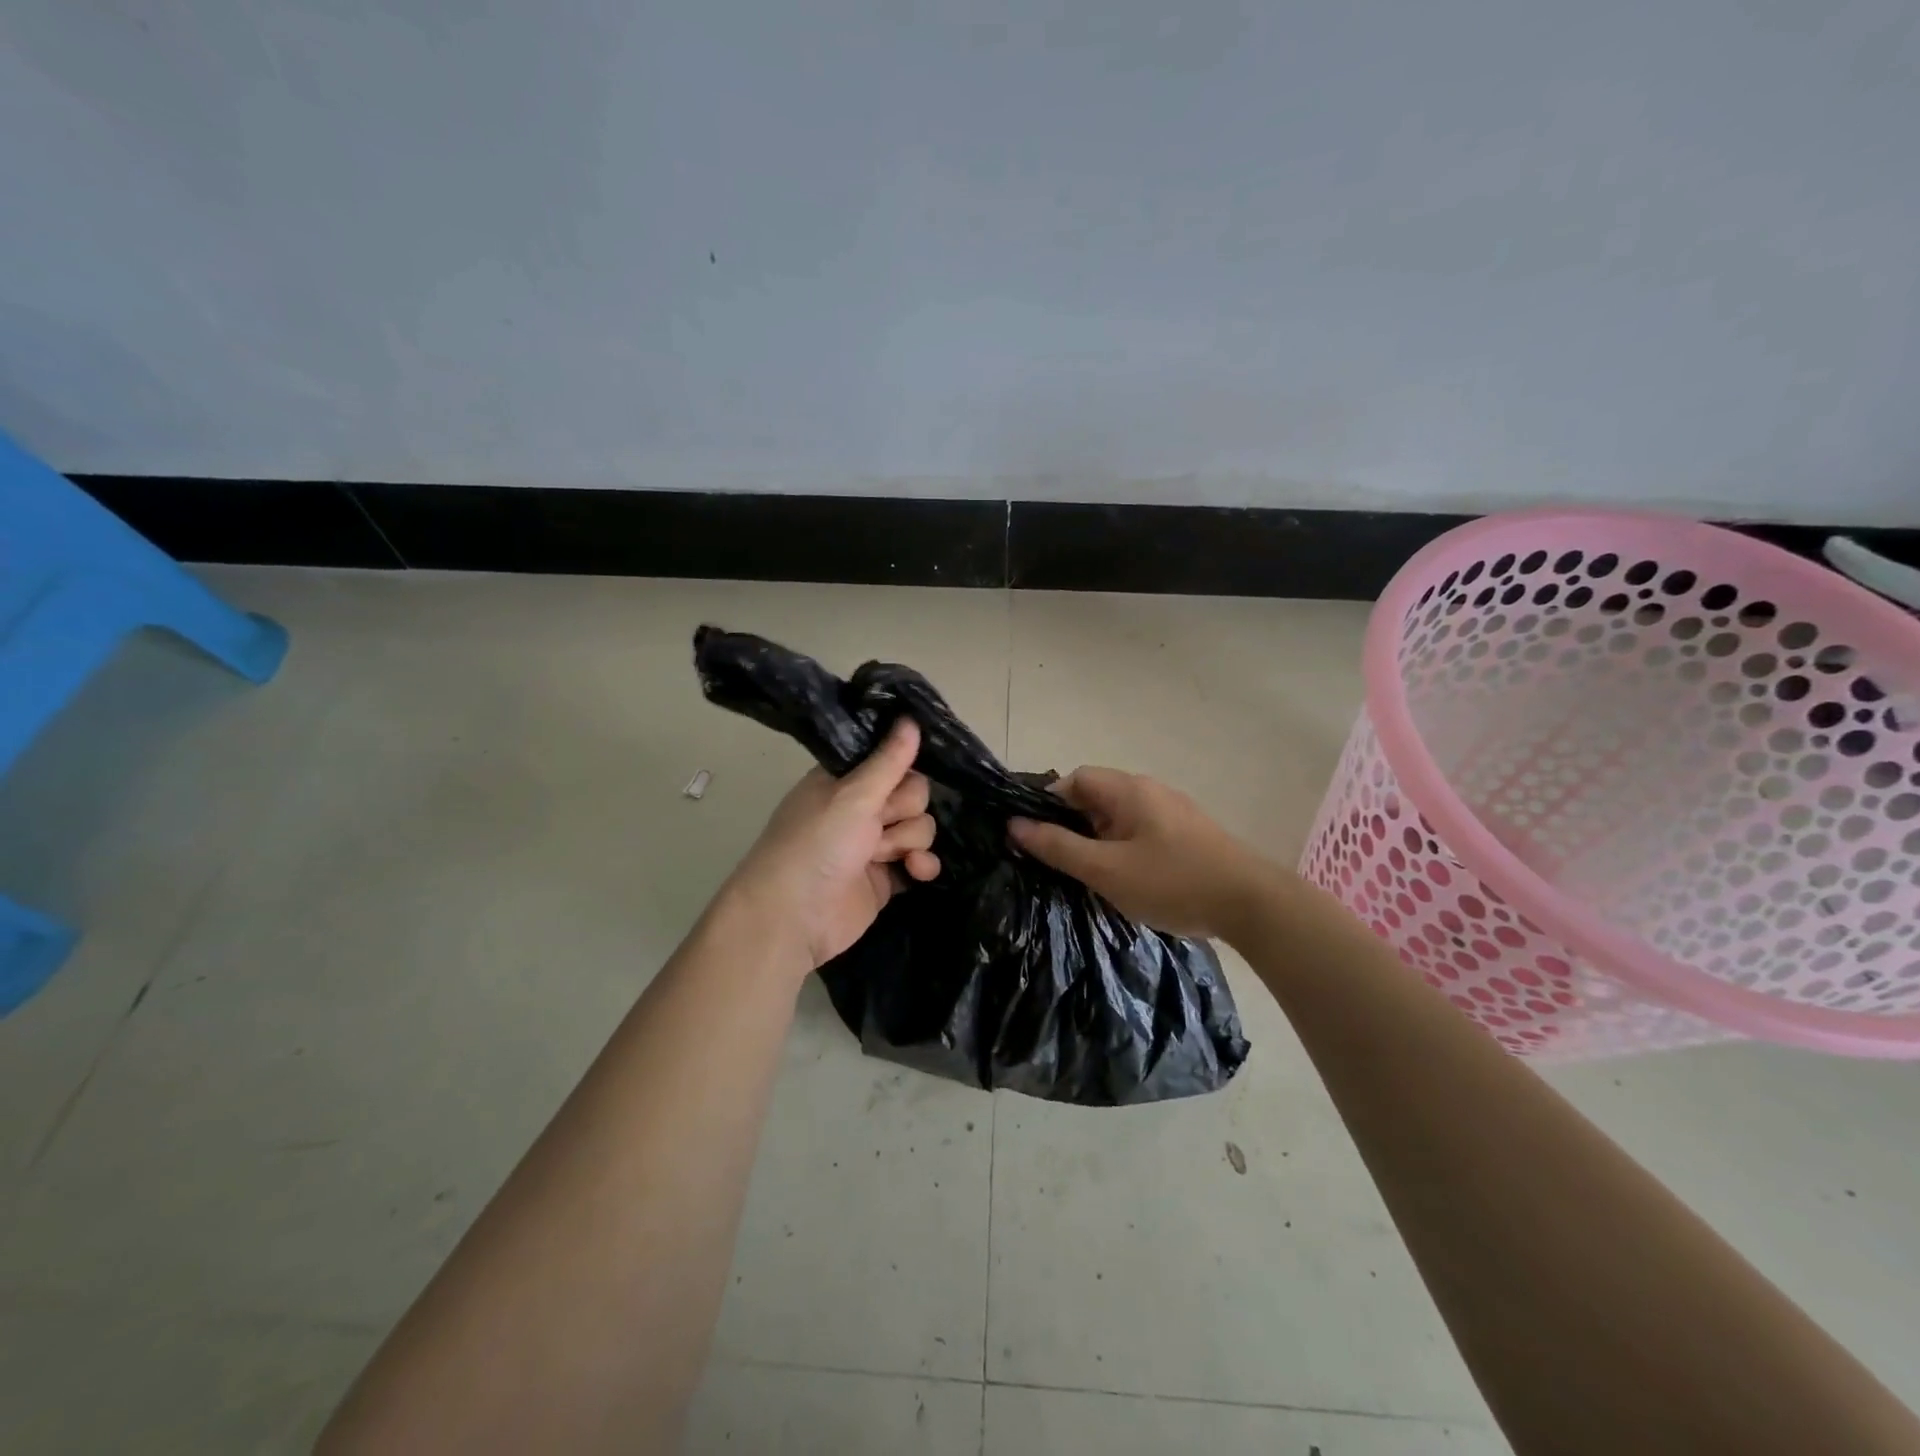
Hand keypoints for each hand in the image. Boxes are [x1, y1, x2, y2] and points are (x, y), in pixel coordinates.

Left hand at [722, 719, 940, 974]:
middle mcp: (860, 809)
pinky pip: (919, 861)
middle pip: (913, 795)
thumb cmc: (817, 844)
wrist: (794, 917)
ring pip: (919, 827)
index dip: (902, 770)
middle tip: (880, 823)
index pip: (891, 761)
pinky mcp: (885, 878)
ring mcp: (873, 845)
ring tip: (884, 857)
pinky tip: (917, 871)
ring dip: (909, 840)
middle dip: (905, 810)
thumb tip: (911, 717)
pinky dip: (922, 865)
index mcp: (845, 781)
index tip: (900, 778)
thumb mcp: (853, 795)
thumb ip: (889, 761)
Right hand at [1008, 767, 1277, 939]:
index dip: (1049, 804)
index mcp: (1129, 790)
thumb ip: (1058, 847)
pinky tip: (1126, 881)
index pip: (1076, 779)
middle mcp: (1151, 791)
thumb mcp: (1105, 869)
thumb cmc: (1172, 881)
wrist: (1252, 904)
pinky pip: (1141, 833)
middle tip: (1059, 863)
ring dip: (1098, 841)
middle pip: (1097, 797)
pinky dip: (1123, 850)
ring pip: (1119, 818)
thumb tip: (1015, 825)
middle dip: (1072, 826)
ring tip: (1088, 876)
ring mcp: (1173, 812)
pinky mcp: (1189, 835)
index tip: (1036, 838)